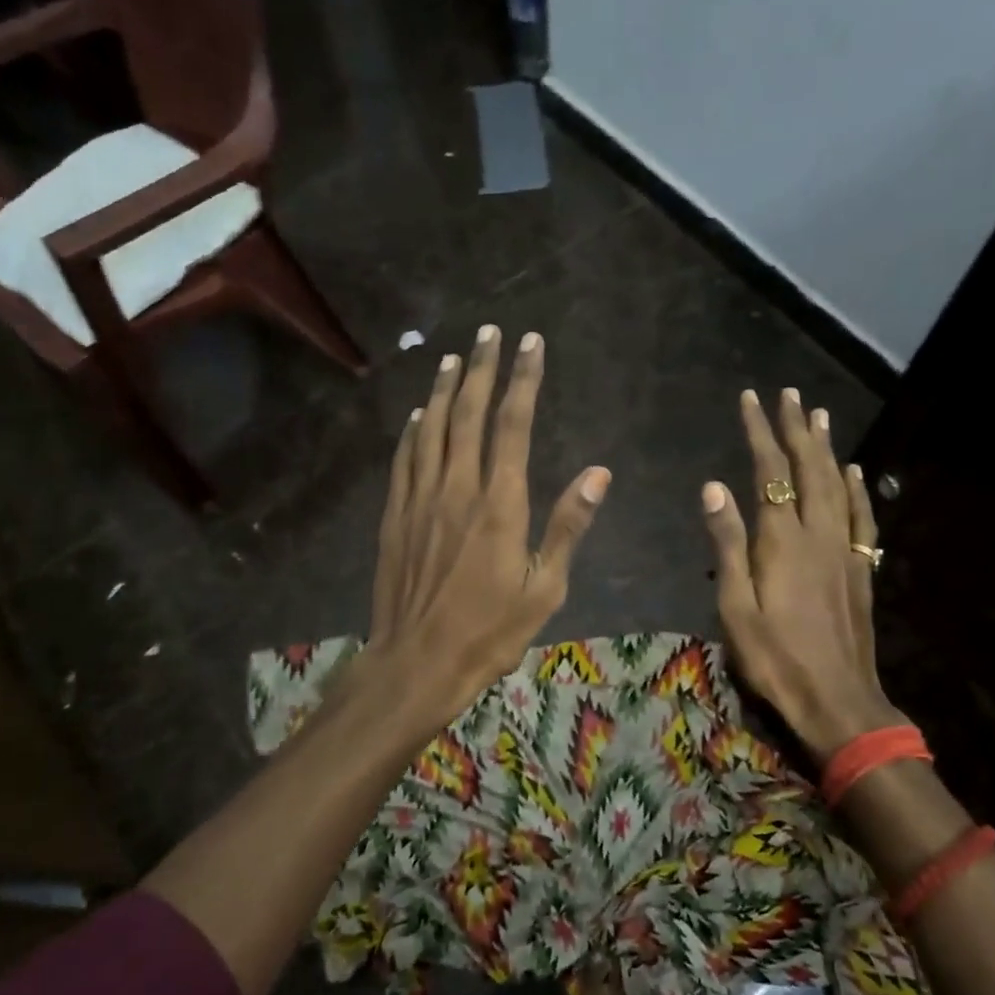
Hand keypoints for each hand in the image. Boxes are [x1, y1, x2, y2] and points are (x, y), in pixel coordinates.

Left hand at [369, 325, 609, 725]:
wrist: (417, 661)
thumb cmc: (490, 631)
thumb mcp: (544, 587)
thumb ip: (569, 525)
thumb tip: (599, 473)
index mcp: (499, 503)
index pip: (513, 424)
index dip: (523, 379)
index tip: (531, 343)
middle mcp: (457, 488)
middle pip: (469, 414)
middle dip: (483, 369)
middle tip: (491, 333)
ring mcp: (420, 499)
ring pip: (432, 429)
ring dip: (445, 390)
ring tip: (455, 359)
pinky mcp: (395, 515)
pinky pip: (405, 460)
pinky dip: (413, 431)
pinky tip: (419, 414)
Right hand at [702, 389, 905, 760]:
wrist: (837, 700)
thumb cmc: (774, 658)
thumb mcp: (736, 606)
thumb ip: (728, 543)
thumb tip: (714, 487)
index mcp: (782, 540)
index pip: (769, 472)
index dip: (760, 432)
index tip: (751, 400)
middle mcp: (818, 534)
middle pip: (808, 469)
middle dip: (796, 429)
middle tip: (789, 394)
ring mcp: (844, 551)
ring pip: (837, 485)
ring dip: (826, 448)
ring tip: (818, 416)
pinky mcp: (860, 570)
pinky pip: (861, 519)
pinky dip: (858, 489)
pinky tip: (854, 471)